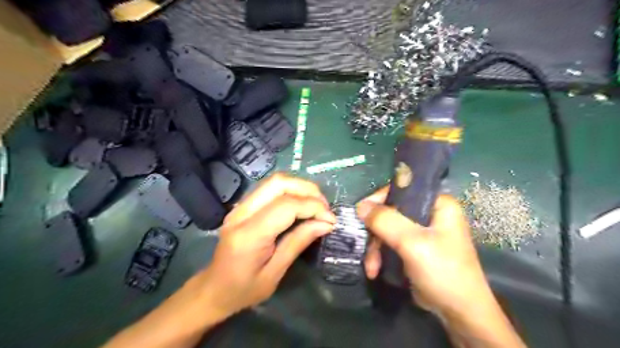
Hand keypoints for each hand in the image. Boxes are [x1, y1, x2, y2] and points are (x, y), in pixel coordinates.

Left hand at [197, 172, 333, 321]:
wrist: (213, 289)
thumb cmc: (243, 289)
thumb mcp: (275, 273)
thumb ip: (298, 243)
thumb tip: (326, 223)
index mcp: (249, 235)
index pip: (286, 206)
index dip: (313, 207)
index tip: (331, 220)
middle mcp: (241, 213)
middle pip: (279, 183)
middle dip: (308, 190)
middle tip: (325, 208)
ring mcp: (240, 207)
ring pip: (275, 181)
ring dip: (300, 188)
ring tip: (317, 205)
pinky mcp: (243, 206)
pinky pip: (270, 189)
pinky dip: (291, 191)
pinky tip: (301, 204)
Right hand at [356, 188, 492, 315]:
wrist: (459, 313)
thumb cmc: (443, 271)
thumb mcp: (412, 243)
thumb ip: (386, 221)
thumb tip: (360, 205)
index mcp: (437, 203)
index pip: (402, 189)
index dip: (379, 200)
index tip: (361, 214)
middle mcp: (429, 213)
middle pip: (391, 211)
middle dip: (375, 232)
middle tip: (366, 247)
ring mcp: (421, 232)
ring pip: (387, 229)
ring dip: (375, 248)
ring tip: (371, 267)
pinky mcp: (413, 248)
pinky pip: (389, 243)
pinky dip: (380, 255)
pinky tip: (375, 270)